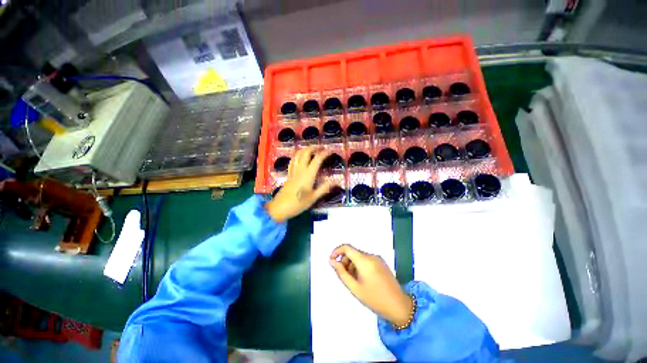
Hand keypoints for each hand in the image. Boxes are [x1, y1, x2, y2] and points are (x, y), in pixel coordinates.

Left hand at [265, 146, 333, 222]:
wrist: (280, 208)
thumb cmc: (298, 204)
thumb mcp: (313, 198)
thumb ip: (324, 188)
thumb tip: (336, 182)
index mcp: (308, 175)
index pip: (317, 159)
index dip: (324, 153)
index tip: (331, 150)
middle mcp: (300, 169)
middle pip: (306, 153)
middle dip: (314, 147)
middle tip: (321, 147)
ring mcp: (293, 171)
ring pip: (298, 154)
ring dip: (305, 149)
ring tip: (312, 150)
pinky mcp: (288, 174)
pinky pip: (293, 160)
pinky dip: (297, 155)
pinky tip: (300, 157)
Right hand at [330, 244, 413, 326]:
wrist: (399, 306)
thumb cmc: (375, 299)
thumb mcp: (355, 288)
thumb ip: (341, 273)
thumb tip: (332, 261)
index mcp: (365, 260)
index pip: (347, 247)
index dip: (337, 251)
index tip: (331, 260)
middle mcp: (371, 256)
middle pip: (353, 252)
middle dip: (345, 261)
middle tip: (344, 276)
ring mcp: (377, 258)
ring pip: (359, 256)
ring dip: (352, 265)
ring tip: (354, 281)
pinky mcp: (381, 262)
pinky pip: (366, 260)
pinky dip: (359, 266)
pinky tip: (362, 279)